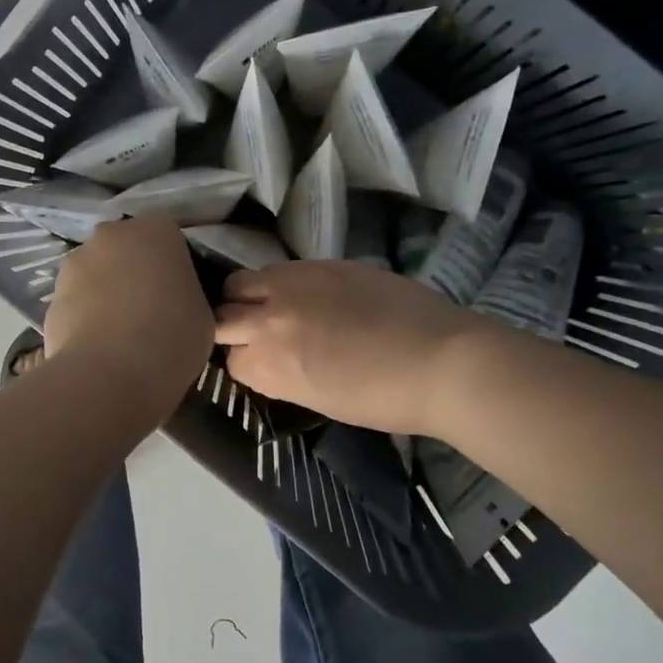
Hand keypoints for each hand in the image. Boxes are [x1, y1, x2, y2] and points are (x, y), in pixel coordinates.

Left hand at [43, 218, 213, 416]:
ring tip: (120, 335)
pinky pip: (76, 302)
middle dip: (135, 274)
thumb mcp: (203, 316)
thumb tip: (175, 301)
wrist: (110, 374)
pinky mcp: (50, 295)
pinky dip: (85, 318)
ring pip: (97, 274)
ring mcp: (75, 262)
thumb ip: (188, 295)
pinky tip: (98, 348)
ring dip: (106, 294)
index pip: (171, 241)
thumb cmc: (171, 338)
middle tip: (151, 313)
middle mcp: (113, 234)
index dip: (175, 270)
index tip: (180, 298)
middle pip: (127, 251)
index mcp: (158, 231)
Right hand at [213, 260, 480, 436]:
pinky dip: (281, 283)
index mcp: (269, 363)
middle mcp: (270, 318)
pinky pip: (281, 269)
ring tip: (274, 308)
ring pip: (242, 282)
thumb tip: (267, 359)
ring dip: (248, 297)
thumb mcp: (318, 399)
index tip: (262, 366)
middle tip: (256, 334)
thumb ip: (280, 374)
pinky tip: (305, 296)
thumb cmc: (383, 399)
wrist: (441, 361)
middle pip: (222, 314)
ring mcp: (294, 284)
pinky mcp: (321, 263)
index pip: (231, 359)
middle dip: (231, 326)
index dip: (245, 363)